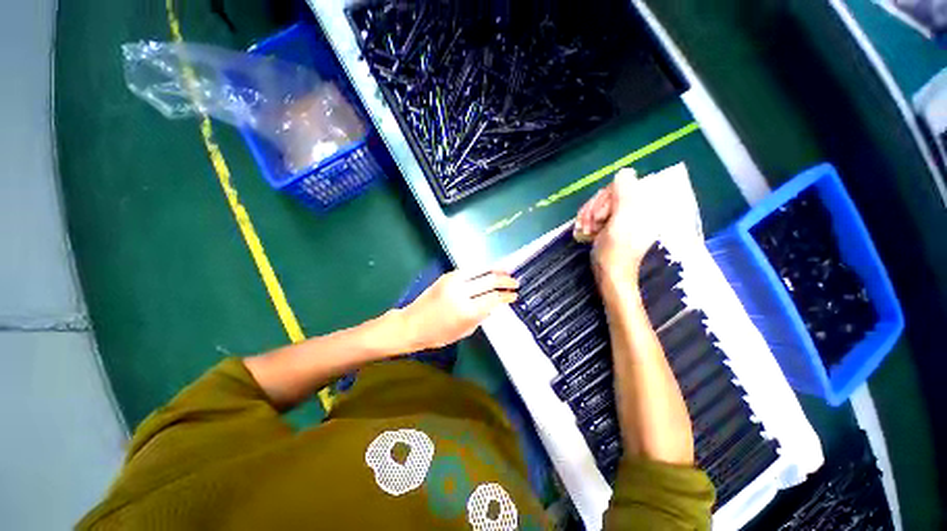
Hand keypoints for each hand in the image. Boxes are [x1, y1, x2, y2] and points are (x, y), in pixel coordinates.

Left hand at [400, 270, 517, 350]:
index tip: (515, 295)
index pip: (493, 298)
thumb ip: (481, 316)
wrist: (411, 324)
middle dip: (505, 281)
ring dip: (496, 270)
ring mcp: (453, 281)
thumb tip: (494, 304)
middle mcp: (461, 292)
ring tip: (507, 271)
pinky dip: (482, 269)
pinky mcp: (447, 275)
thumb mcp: (464, 331)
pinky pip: (469, 269)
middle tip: (515, 282)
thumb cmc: (438, 334)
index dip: (507, 296)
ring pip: (480, 270)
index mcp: (467, 311)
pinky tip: (489, 270)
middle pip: (490, 281)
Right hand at [574, 169, 657, 280]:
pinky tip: (584, 230)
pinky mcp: (612, 226)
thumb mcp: (621, 221)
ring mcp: (623, 218)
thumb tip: (625, 171)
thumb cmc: (616, 251)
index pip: (621, 186)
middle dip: (595, 209)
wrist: (610, 275)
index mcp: (643, 206)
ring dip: (588, 215)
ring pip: (601, 204)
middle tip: (589, 225)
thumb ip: (625, 194)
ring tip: (584, 230)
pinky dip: (588, 220)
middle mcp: (635, 209)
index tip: (599, 217)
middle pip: (609, 195)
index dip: (605, 199)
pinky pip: (598, 214)